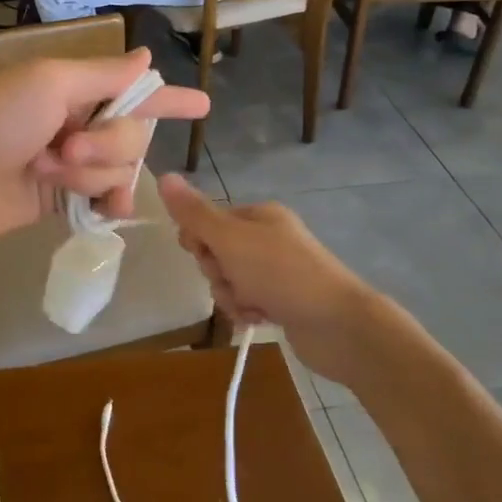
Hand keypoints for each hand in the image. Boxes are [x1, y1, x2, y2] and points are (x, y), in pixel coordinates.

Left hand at [0, 51, 208, 247]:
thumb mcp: (49, 84)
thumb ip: (104, 74)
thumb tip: (146, 55)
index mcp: (75, 88)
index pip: (133, 89)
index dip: (168, 97)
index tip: (203, 105)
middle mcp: (79, 122)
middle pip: (133, 134)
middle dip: (107, 143)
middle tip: (66, 147)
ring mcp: (72, 163)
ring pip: (121, 168)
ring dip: (89, 172)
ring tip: (47, 171)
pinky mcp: (64, 199)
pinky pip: (108, 198)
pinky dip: (107, 202)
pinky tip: (101, 208)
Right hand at [158, 175, 394, 386]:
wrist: (339, 325)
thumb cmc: (281, 273)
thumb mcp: (230, 239)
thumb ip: (194, 213)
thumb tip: (163, 175)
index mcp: (259, 216)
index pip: (209, 220)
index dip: (198, 239)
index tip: (202, 252)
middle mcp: (269, 238)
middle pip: (217, 252)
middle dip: (217, 271)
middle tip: (233, 280)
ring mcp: (279, 271)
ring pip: (230, 280)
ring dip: (231, 295)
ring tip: (250, 305)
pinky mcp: (284, 301)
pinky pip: (248, 301)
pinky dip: (247, 310)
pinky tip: (259, 319)